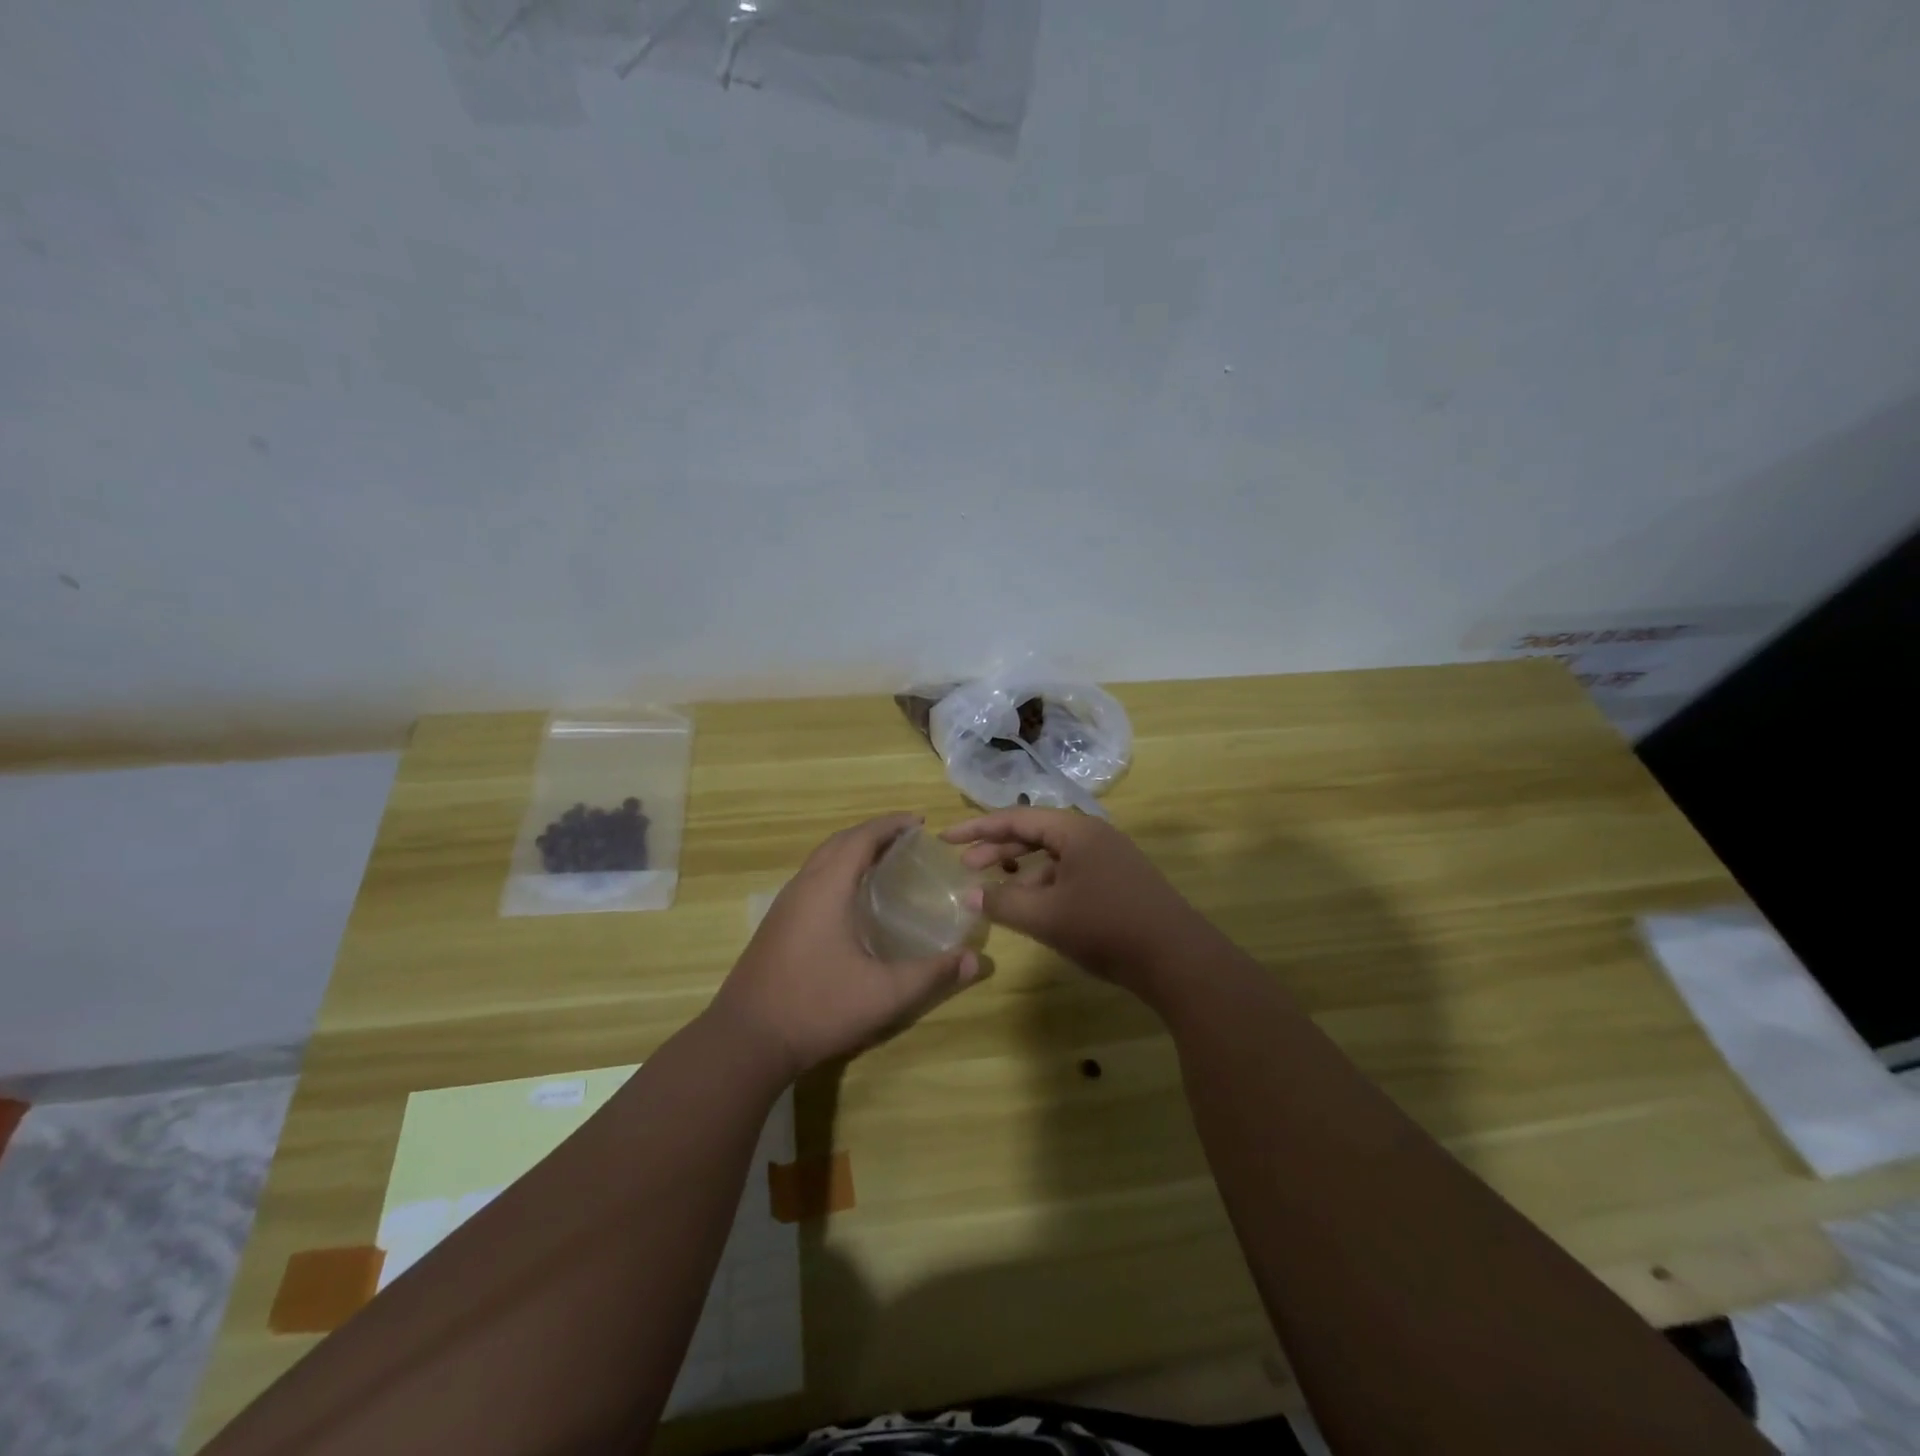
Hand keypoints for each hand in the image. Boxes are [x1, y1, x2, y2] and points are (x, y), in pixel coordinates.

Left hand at [713, 813, 987, 1079]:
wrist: (747, 1040)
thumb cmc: (818, 1007)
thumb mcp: (885, 994)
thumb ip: (932, 974)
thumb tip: (977, 960)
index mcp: (827, 888)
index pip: (861, 838)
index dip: (890, 825)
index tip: (919, 822)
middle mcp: (803, 886)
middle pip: (839, 842)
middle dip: (873, 833)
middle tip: (906, 839)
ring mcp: (785, 905)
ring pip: (821, 860)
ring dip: (851, 850)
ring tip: (883, 861)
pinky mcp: (776, 925)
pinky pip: (811, 879)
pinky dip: (836, 870)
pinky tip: (850, 899)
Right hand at [942, 808, 1213, 999]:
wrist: (1178, 958)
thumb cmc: (1106, 927)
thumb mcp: (1046, 916)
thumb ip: (1002, 902)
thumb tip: (967, 894)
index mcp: (1075, 830)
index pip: (1016, 818)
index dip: (978, 828)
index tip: (946, 837)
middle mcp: (1093, 835)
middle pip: (1035, 833)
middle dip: (997, 848)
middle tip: (965, 866)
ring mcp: (1110, 858)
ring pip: (1054, 855)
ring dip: (1022, 869)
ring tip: (995, 889)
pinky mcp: (1120, 881)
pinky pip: (1071, 872)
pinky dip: (1046, 884)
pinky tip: (1035, 907)